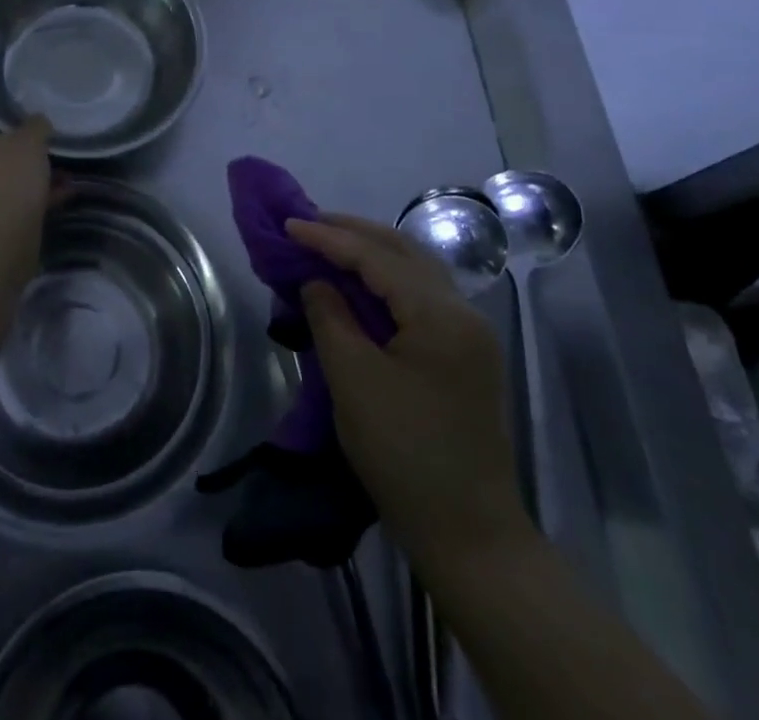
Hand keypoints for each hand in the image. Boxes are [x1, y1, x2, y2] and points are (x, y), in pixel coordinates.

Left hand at [0, 117, 57, 279]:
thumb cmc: (6, 178)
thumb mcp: (31, 141)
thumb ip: (36, 127)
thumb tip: (37, 122)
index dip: (14, 125)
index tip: (39, 132)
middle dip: (25, 159)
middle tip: (55, 159)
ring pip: (4, 184)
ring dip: (32, 183)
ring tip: (66, 182)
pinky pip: (9, 208)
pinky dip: (32, 204)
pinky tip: (61, 201)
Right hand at [290, 213, 531, 584]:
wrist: (470, 535)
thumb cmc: (405, 453)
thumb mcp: (354, 380)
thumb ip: (330, 317)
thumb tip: (315, 281)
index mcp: (440, 314)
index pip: (377, 257)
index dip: (329, 237)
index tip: (288, 224)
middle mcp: (463, 312)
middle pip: (404, 251)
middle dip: (354, 232)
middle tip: (308, 224)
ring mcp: (470, 334)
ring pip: (416, 270)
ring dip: (372, 252)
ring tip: (329, 244)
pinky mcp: (466, 355)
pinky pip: (422, 295)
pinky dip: (387, 279)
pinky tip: (362, 282)